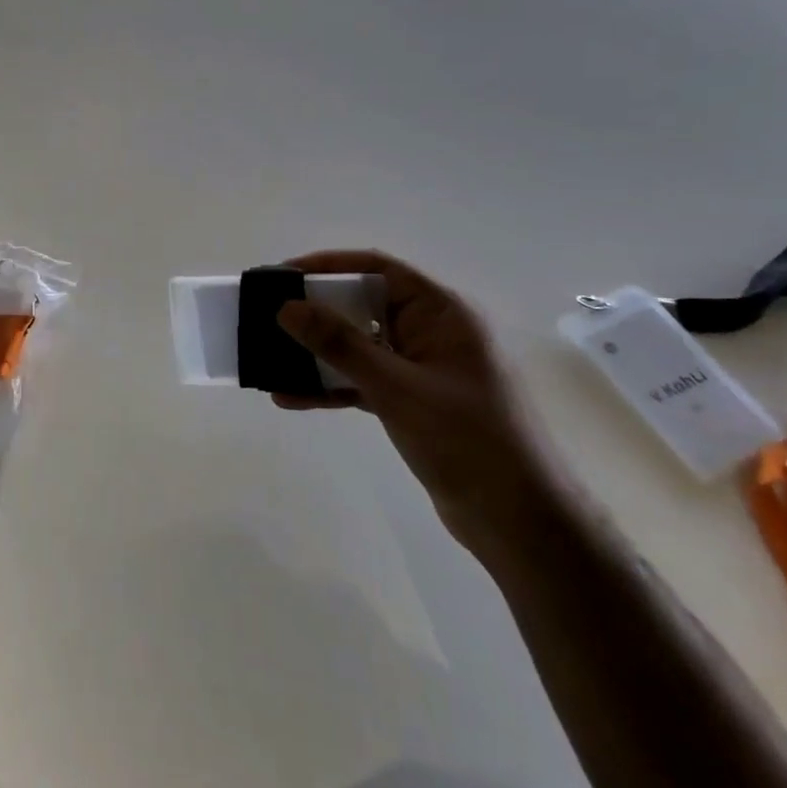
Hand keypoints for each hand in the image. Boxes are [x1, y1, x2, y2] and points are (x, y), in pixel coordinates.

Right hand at [274, 250, 563, 554]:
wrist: (518, 521)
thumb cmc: (465, 440)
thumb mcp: (396, 387)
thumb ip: (340, 344)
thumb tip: (287, 307)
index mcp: (442, 313)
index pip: (378, 268)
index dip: (327, 265)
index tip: (282, 276)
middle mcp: (432, 332)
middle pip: (364, 306)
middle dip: (315, 312)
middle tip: (268, 318)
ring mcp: (422, 368)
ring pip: (360, 346)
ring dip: (318, 354)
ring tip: (272, 360)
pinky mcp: (413, 401)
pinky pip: (363, 380)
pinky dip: (331, 386)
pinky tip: (292, 397)